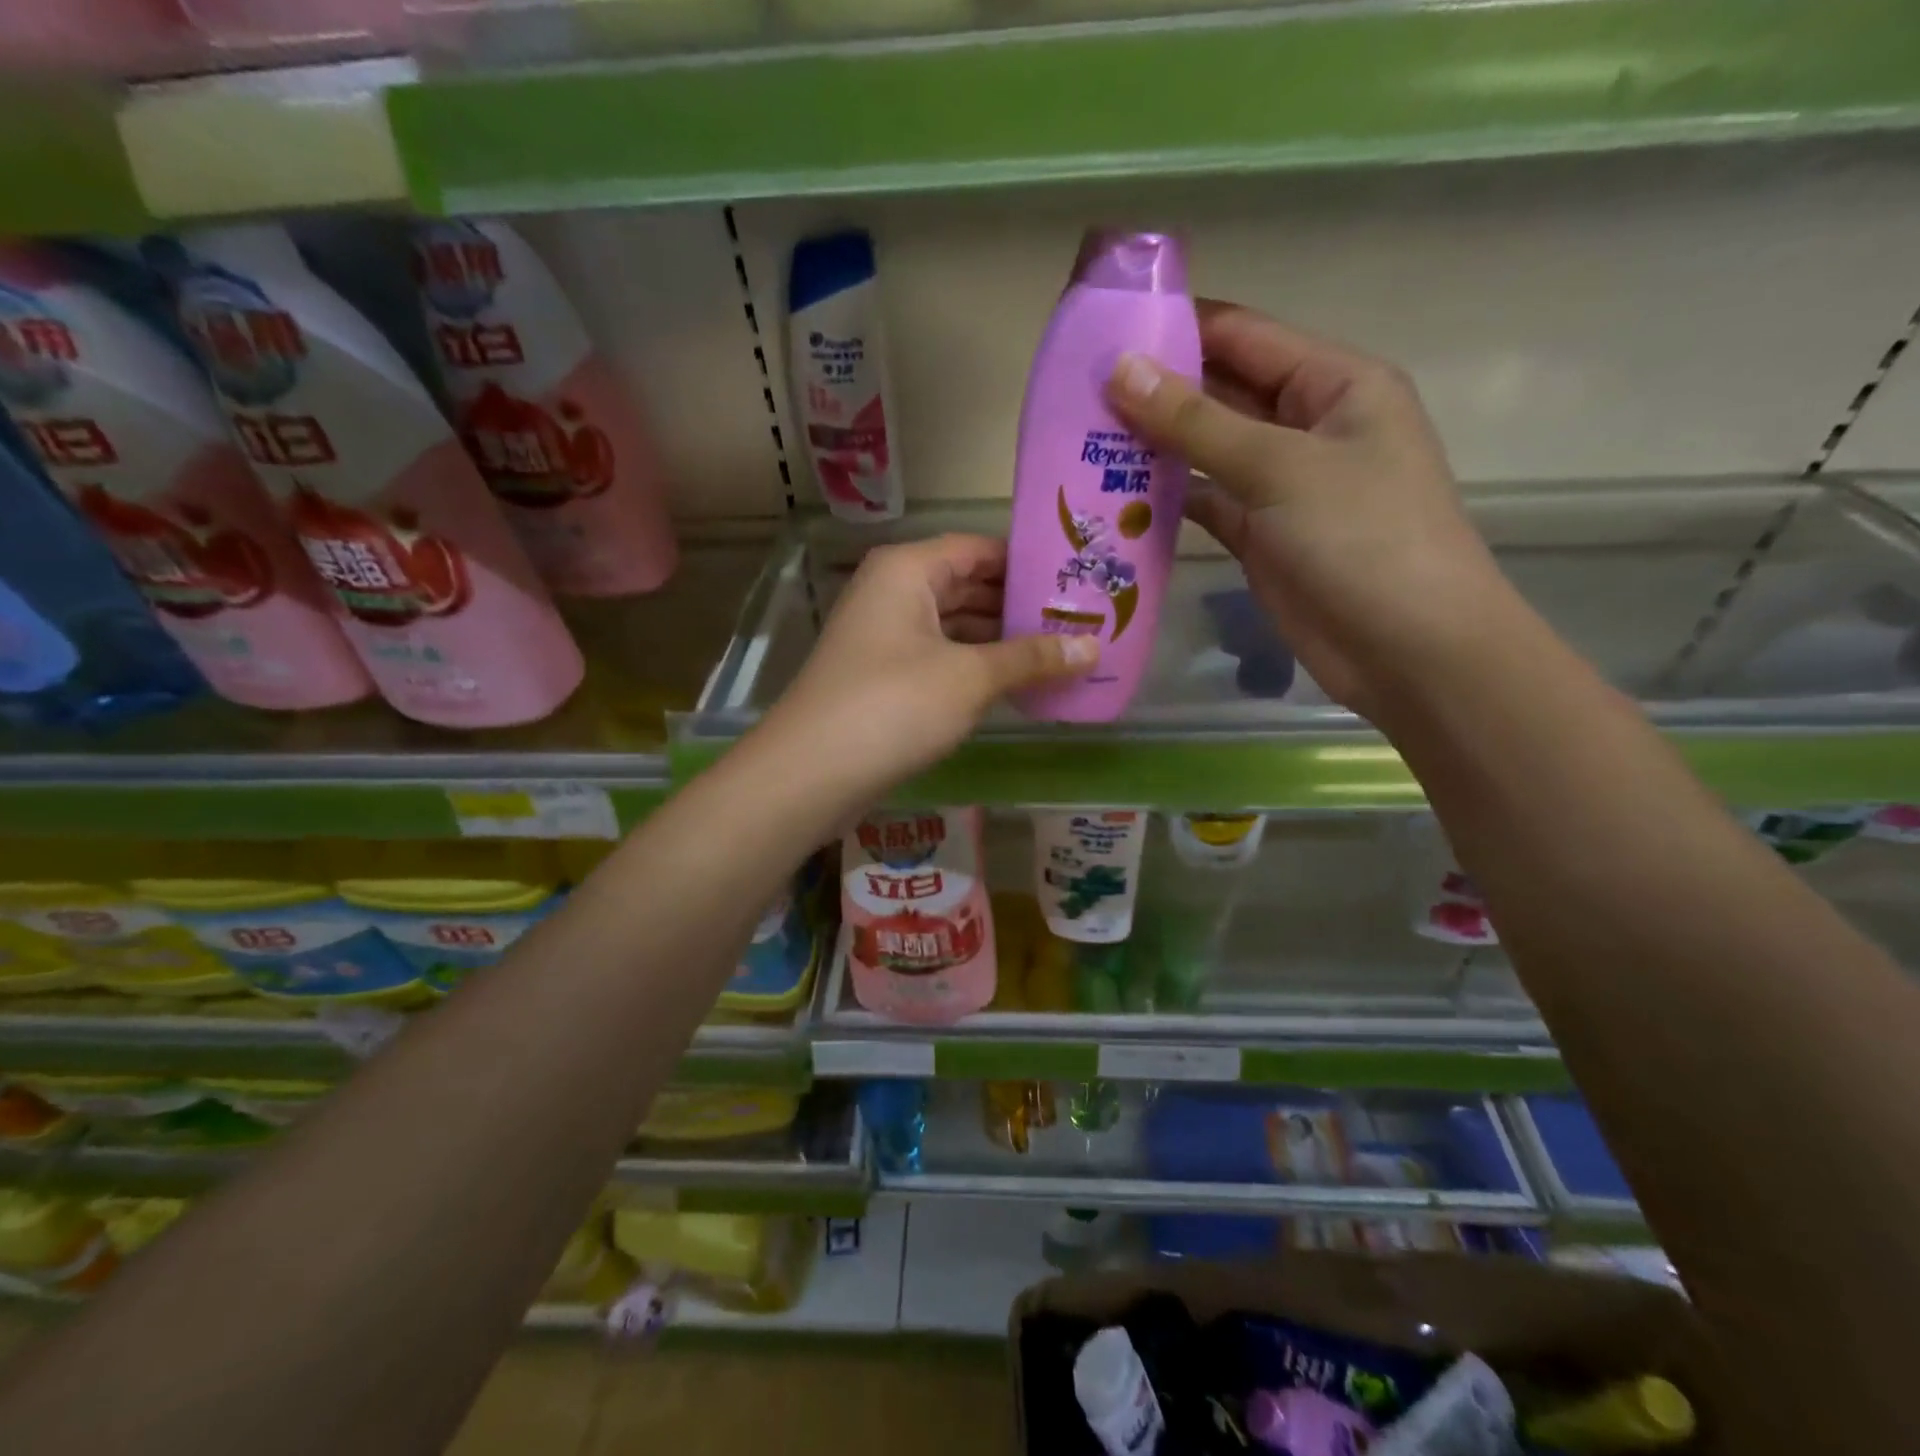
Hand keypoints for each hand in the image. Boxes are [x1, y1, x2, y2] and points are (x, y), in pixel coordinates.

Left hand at [759, 534, 1095, 800]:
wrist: (811, 773)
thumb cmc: (894, 705)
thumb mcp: (970, 677)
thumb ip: (1031, 658)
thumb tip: (1094, 648)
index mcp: (908, 570)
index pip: (980, 548)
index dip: (1028, 562)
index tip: (1078, 578)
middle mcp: (892, 592)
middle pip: (968, 585)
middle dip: (1019, 604)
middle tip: (1081, 619)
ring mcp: (884, 636)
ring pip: (954, 625)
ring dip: (1001, 640)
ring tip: (1061, 651)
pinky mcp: (883, 677)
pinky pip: (940, 658)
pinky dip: (975, 666)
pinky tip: (1017, 683)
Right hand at [1105, 301, 1516, 718]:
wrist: (1406, 648)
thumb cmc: (1361, 538)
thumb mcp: (1279, 467)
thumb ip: (1197, 421)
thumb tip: (1122, 370)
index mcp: (1333, 383)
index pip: (1243, 336)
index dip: (1177, 327)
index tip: (1104, 330)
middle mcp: (1306, 425)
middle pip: (1220, 391)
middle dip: (1156, 390)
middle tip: (1076, 391)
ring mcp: (1280, 484)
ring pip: (1206, 451)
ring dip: (1153, 447)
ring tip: (1081, 438)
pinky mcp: (1258, 535)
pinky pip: (1204, 503)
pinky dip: (1164, 500)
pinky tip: (1112, 495)